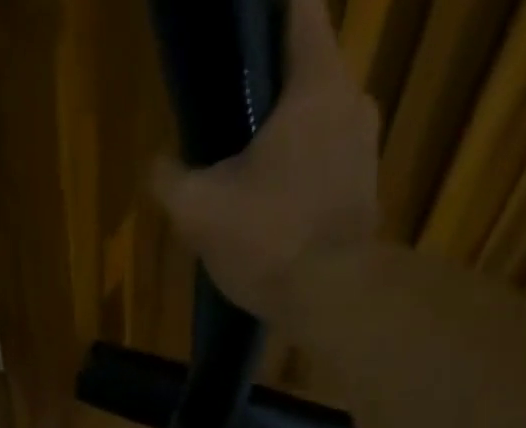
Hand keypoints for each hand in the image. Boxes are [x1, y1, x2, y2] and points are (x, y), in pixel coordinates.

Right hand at [153, 0, 379, 320]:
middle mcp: (353, 101)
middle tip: (234, 115)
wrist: (331, 300)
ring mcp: (366, 151)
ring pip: (321, 124)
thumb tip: (156, 167)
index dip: (269, 10)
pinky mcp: (368, 196)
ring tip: (252, 169)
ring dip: (290, 138)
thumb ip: (171, 181)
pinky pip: (330, 167)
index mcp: (316, 82)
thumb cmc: (268, 240)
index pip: (300, 8)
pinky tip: (277, 207)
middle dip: (272, 88)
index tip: (242, 30)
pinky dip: (305, 176)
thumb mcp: (200, 211)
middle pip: (310, 71)